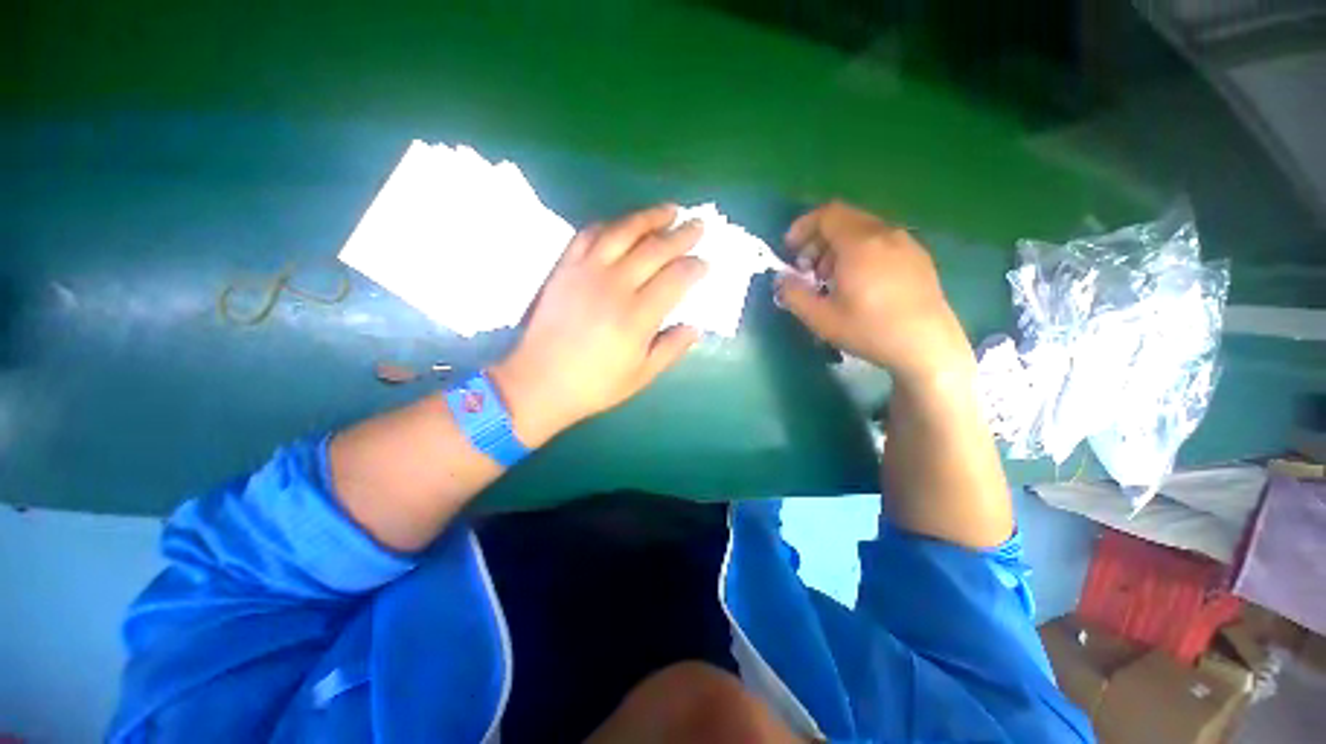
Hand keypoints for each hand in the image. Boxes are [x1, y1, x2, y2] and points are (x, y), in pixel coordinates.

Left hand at [489, 204, 706, 445]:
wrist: (539, 381)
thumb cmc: (595, 384)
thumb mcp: (642, 376)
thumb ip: (672, 349)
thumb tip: (695, 327)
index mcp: (638, 316)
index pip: (676, 278)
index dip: (694, 267)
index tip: (704, 263)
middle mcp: (615, 285)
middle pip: (655, 249)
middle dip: (681, 234)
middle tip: (698, 224)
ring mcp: (586, 272)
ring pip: (623, 232)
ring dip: (649, 217)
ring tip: (669, 209)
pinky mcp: (565, 268)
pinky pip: (589, 235)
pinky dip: (610, 225)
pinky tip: (622, 224)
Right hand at [776, 202, 973, 385]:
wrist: (927, 346)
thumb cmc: (870, 330)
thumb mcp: (821, 318)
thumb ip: (794, 294)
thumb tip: (781, 280)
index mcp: (860, 244)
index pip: (827, 215)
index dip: (803, 227)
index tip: (790, 250)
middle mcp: (885, 234)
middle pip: (844, 219)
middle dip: (818, 239)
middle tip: (807, 269)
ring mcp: (906, 243)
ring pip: (863, 230)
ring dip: (838, 247)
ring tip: (831, 279)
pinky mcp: (918, 257)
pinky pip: (881, 241)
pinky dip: (860, 251)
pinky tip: (860, 282)